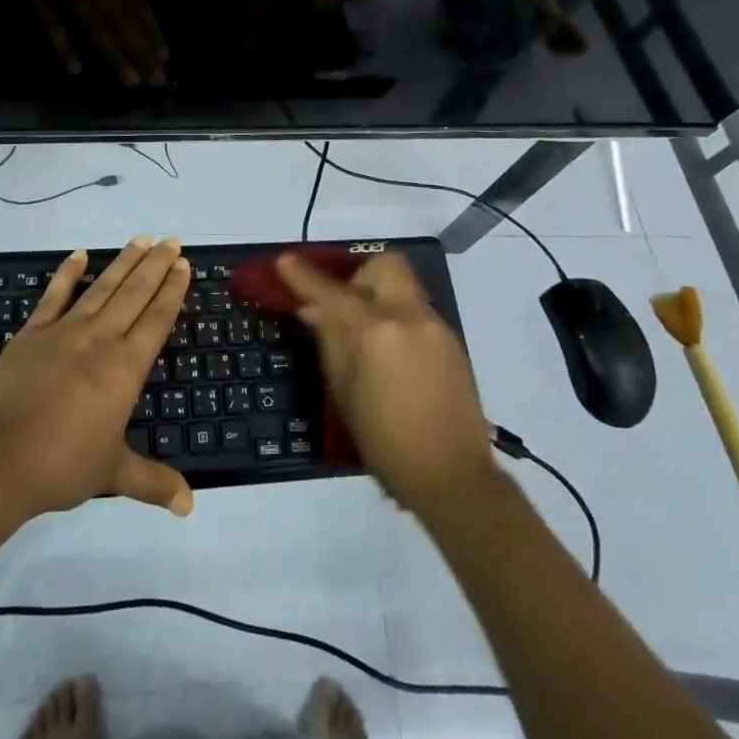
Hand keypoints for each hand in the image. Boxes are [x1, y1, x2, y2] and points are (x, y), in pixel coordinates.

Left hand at [0, 238, 193, 516]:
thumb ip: (154, 482)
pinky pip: (54, 295)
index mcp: (125, 368)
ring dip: (124, 261)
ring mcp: (64, 331)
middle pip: (135, 293)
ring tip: (141, 239)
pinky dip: (67, 272)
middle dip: (156, 265)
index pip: (156, 319)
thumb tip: (190, 505)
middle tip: (172, 240)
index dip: (172, 290)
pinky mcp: (32, 332)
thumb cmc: (61, 466)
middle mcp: (100, 339)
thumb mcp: (113, 474)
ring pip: (102, 287)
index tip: (183, 264)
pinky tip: (80, 253)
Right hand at [276, 252, 494, 516]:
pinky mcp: (453, 341)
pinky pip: (418, 312)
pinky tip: (393, 356)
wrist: (453, 477)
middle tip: (345, 304)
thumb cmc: (385, 442)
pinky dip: (399, 319)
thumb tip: (314, 310)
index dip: (303, 275)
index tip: (285, 261)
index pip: (331, 291)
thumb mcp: (343, 393)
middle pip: (383, 265)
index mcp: (374, 332)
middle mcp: (408, 317)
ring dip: (380, 297)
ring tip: (368, 335)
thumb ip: (330, 342)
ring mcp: (435, 326)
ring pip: (403, 287)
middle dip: (359, 275)